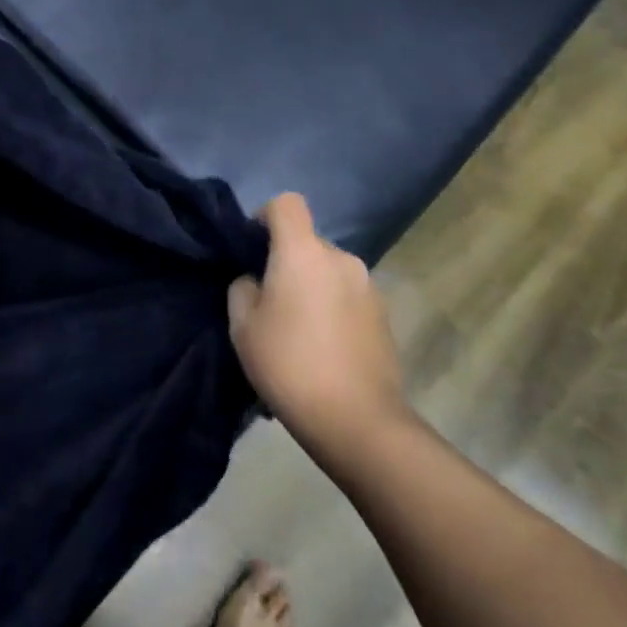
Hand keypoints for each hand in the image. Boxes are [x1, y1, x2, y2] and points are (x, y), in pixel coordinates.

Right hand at [227, 194, 410, 445]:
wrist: (359, 423)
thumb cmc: (290, 364)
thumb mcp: (242, 326)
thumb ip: (242, 288)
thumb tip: (256, 281)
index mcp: (303, 252)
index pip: (286, 203)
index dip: (265, 216)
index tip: (253, 248)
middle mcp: (340, 258)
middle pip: (307, 240)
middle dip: (287, 259)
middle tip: (269, 300)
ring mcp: (368, 287)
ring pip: (328, 270)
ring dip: (311, 286)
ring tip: (297, 329)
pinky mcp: (384, 316)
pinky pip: (347, 296)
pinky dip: (332, 308)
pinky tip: (323, 347)